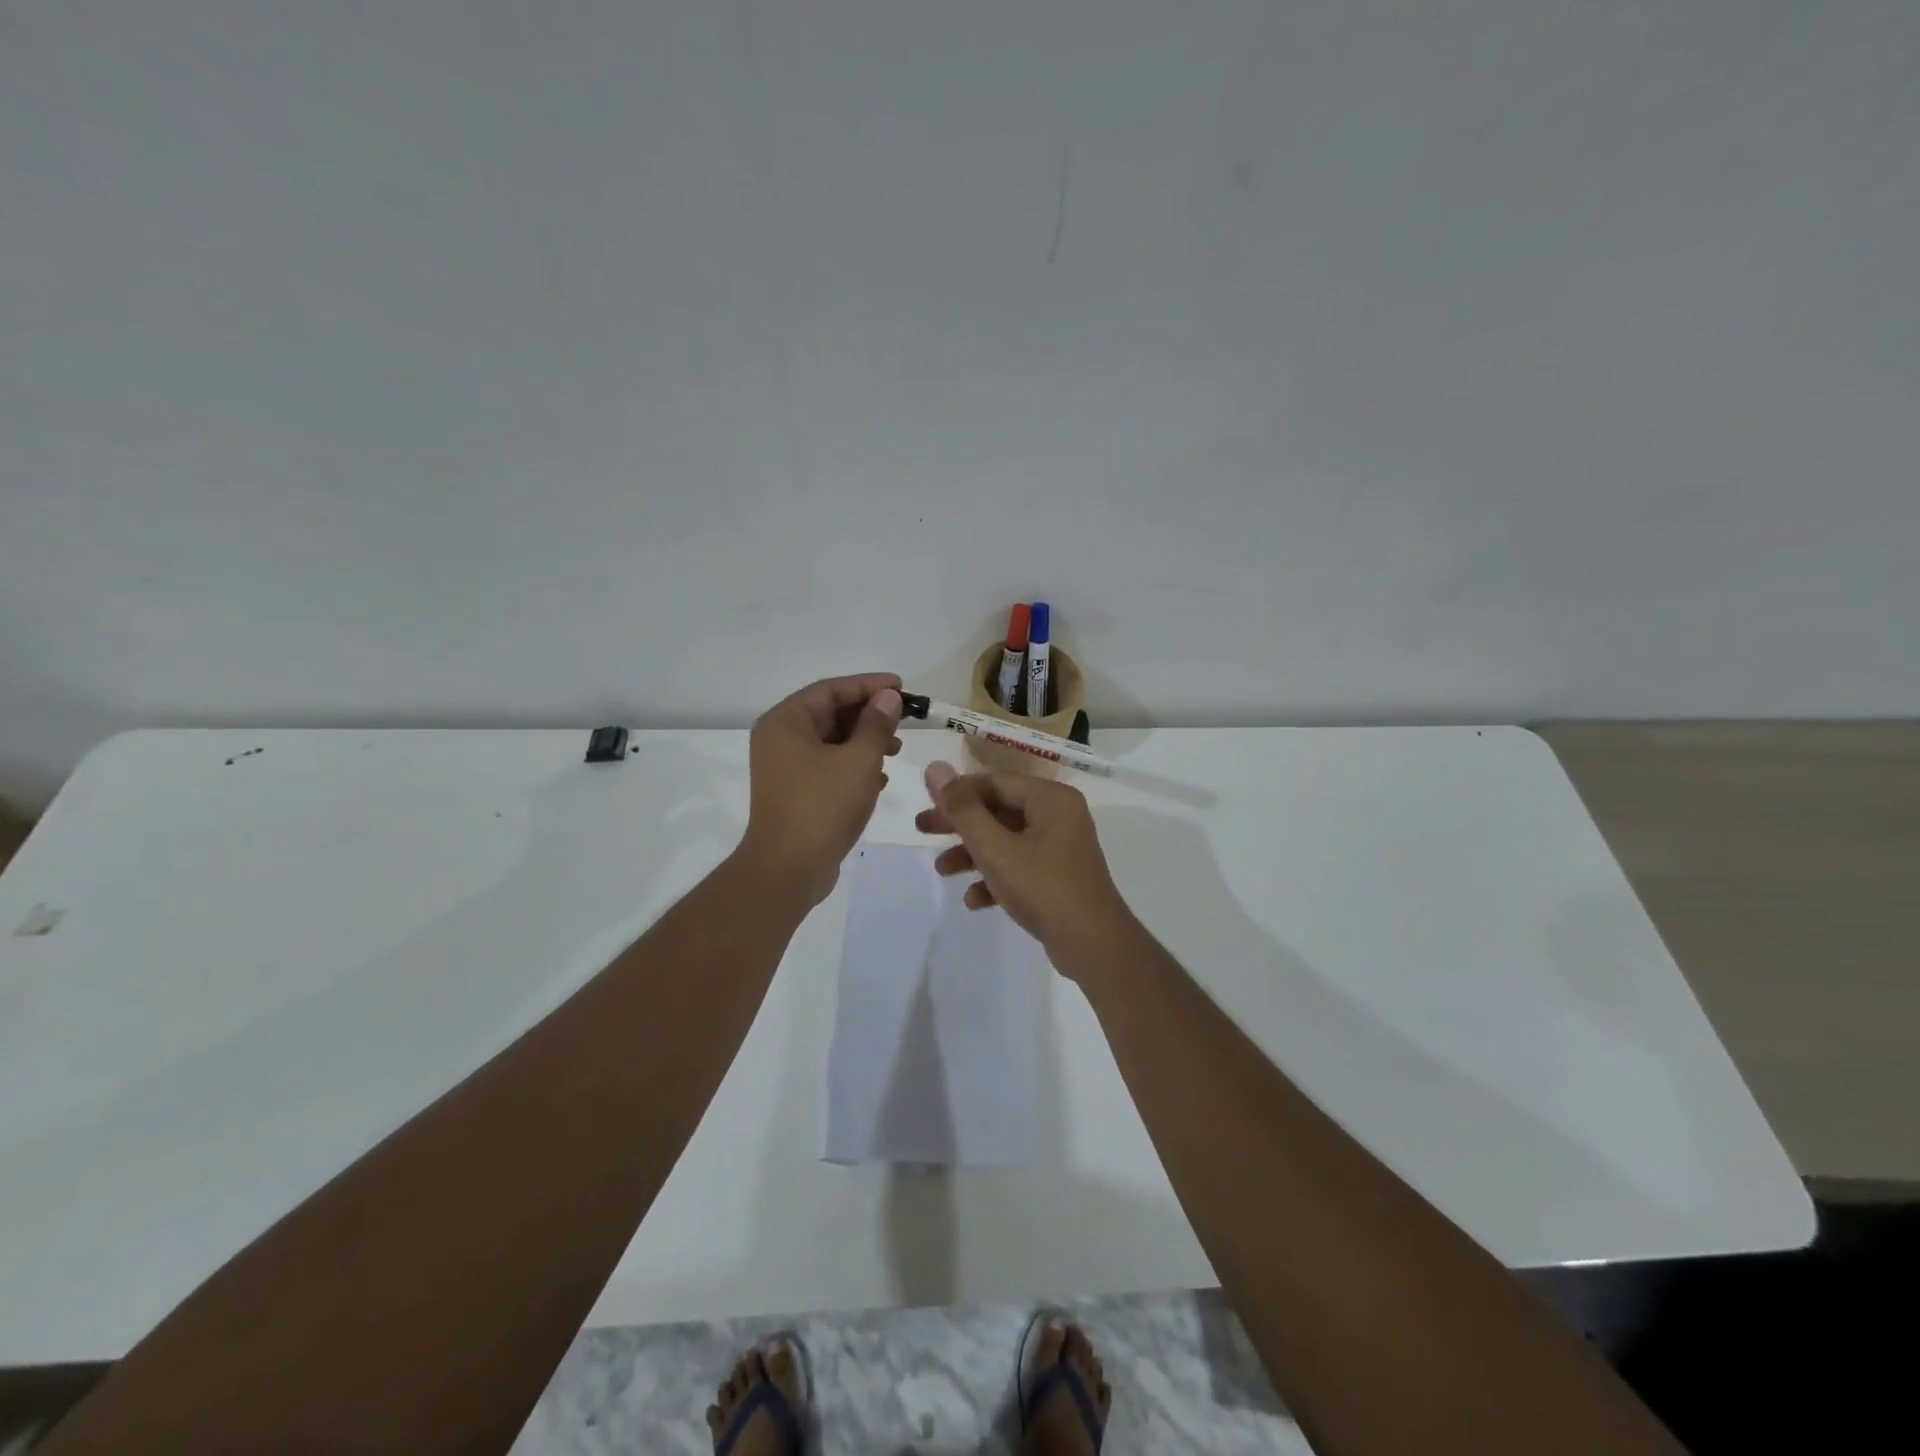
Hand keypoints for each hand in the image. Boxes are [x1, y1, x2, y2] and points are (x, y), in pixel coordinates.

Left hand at [740, 673, 903, 905]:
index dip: (868, 685)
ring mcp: (785, 768)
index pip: (831, 690)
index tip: (901, 687)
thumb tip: (888, 697)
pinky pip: (827, 767)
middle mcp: (779, 739)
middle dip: (869, 715)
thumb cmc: (823, 806)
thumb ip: (876, 725)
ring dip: (864, 742)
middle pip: (829, 713)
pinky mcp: (795, 793)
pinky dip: (853, 766)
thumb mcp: (859, 760)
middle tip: (904, 719)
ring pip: (831, 742)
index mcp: (786, 722)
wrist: (789, 869)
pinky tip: (880, 779)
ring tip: (897, 751)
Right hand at [914, 761, 1128, 968]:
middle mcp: (1059, 815)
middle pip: (998, 810)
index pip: (994, 782)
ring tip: (941, 870)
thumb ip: (962, 809)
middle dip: (960, 824)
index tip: (925, 806)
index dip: (957, 792)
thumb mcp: (995, 848)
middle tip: (922, 829)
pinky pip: (1020, 866)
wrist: (1094, 945)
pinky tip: (973, 900)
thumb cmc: (1043, 887)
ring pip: (1006, 840)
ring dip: (972, 853)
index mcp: (1050, 798)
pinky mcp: (1059, 876)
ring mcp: (1061, 847)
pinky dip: (995, 877)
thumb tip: (934, 768)